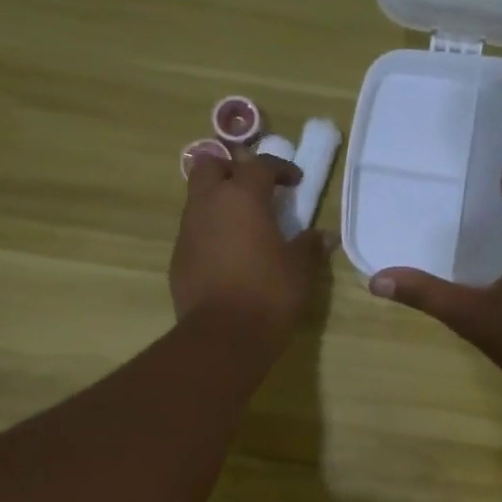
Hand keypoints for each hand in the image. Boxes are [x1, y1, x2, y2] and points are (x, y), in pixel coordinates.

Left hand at [172, 149, 334, 347]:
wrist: (223, 335)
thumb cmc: (269, 294)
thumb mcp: (300, 269)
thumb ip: (310, 246)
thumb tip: (323, 236)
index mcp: (242, 197)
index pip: (260, 165)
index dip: (280, 168)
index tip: (295, 182)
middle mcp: (209, 204)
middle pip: (211, 166)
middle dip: (232, 170)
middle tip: (254, 189)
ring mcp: (188, 230)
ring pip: (198, 198)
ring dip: (219, 201)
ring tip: (242, 224)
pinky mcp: (178, 257)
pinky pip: (193, 231)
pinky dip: (210, 231)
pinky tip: (228, 254)